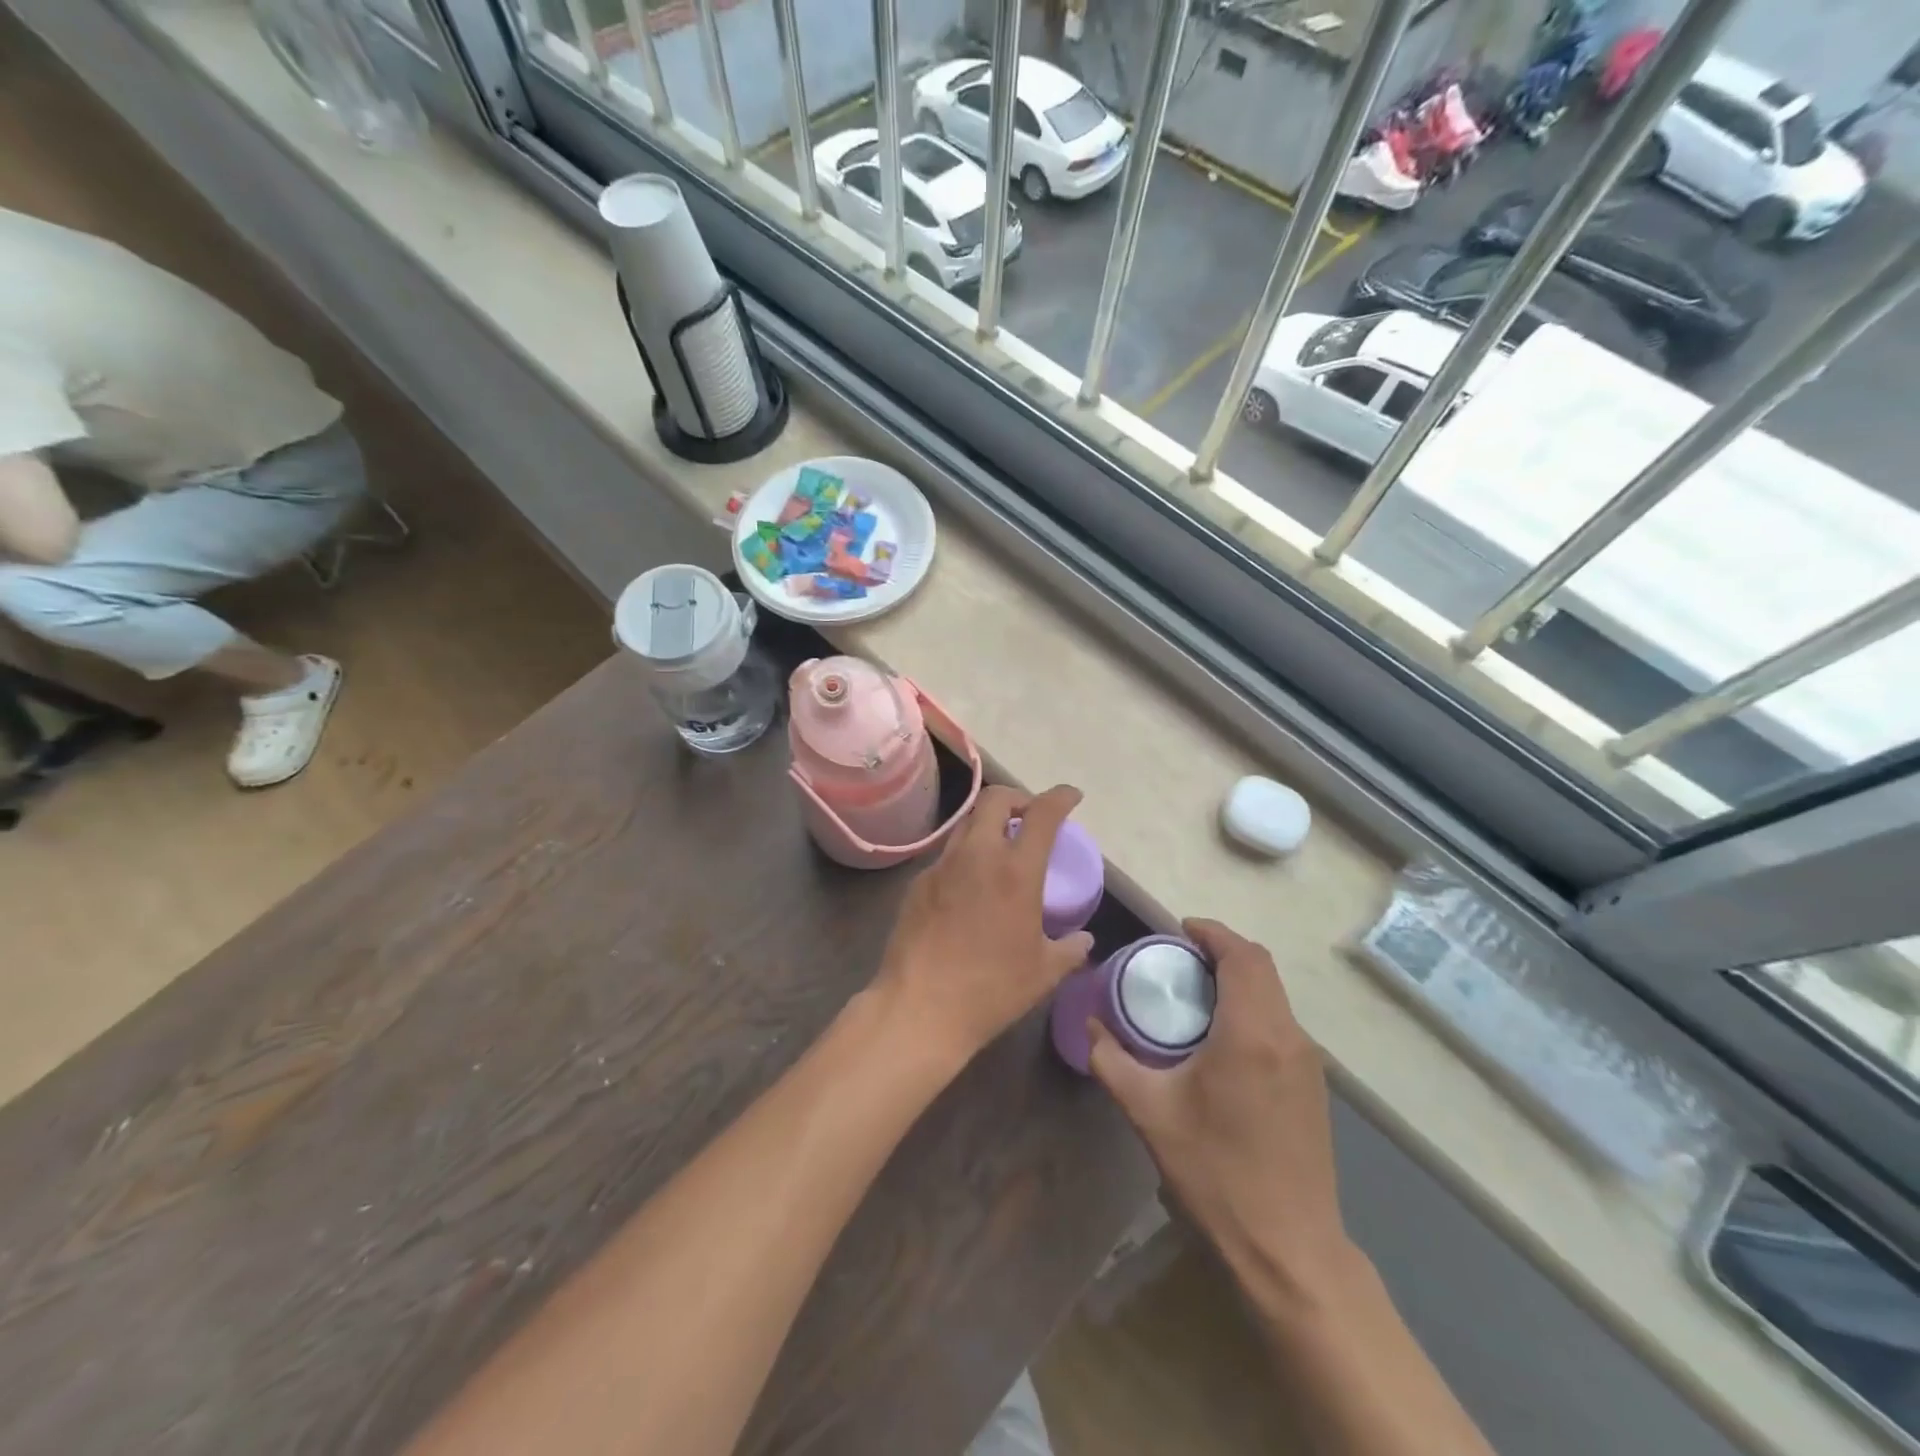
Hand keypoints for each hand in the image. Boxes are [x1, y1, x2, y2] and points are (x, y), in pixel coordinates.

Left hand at [873, 784, 1095, 1068]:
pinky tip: (970, 885)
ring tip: (1001, 848)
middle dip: (1018, 798)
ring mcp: (942, 866)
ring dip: (989, 824)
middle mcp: (977, 856)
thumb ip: (1069, 949)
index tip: (1071, 796)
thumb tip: (1083, 940)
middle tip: (1030, 817)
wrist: (920, 1008)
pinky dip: (966, 855)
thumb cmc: (990, 990)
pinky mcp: (918, 883)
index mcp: (1015, 871)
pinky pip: (947, 855)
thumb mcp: (1043, 972)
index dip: (1060, 797)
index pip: (1042, 814)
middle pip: (995, 800)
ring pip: (967, 823)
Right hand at [1087, 918, 1354, 1301]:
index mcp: (1252, 1032)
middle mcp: (1289, 1036)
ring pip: (1274, 995)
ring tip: (1195, 993)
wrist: (1289, 1249)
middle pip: (1261, 968)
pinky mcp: (1314, 1086)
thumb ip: (1111, 1059)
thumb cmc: (1216, 1173)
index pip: (1242, 955)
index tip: (1179, 930)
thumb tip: (1089, 1023)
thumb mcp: (1149, 1112)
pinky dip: (1252, 1007)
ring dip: (1238, 980)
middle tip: (1179, 959)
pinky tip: (1221, 1038)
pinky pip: (1281, 1023)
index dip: (1212, 932)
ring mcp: (1308, 1062)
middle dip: (1222, 951)